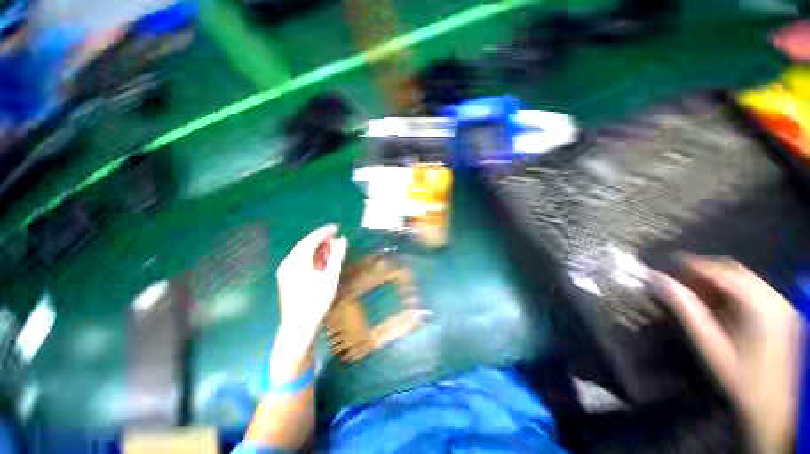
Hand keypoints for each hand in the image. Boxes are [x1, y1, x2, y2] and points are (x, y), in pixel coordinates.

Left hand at [276, 225, 347, 336]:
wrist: (299, 327)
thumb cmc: (317, 301)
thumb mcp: (330, 277)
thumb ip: (336, 256)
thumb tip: (343, 239)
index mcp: (296, 261)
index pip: (311, 240)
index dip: (324, 232)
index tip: (336, 227)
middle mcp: (288, 263)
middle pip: (305, 245)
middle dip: (321, 239)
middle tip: (336, 237)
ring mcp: (285, 271)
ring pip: (302, 253)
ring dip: (317, 248)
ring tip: (332, 247)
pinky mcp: (287, 278)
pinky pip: (300, 260)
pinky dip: (312, 257)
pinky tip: (322, 259)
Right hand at [649, 256, 803, 453]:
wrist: (774, 407)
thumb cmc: (740, 378)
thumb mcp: (710, 345)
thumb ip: (686, 310)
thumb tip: (659, 281)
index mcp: (759, 305)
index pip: (722, 271)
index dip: (692, 265)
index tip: (666, 266)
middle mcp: (774, 298)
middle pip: (735, 270)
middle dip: (704, 272)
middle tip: (679, 281)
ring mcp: (781, 304)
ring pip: (744, 278)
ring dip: (717, 281)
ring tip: (695, 293)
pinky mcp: (782, 312)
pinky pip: (753, 290)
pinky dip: (731, 291)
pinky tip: (719, 305)